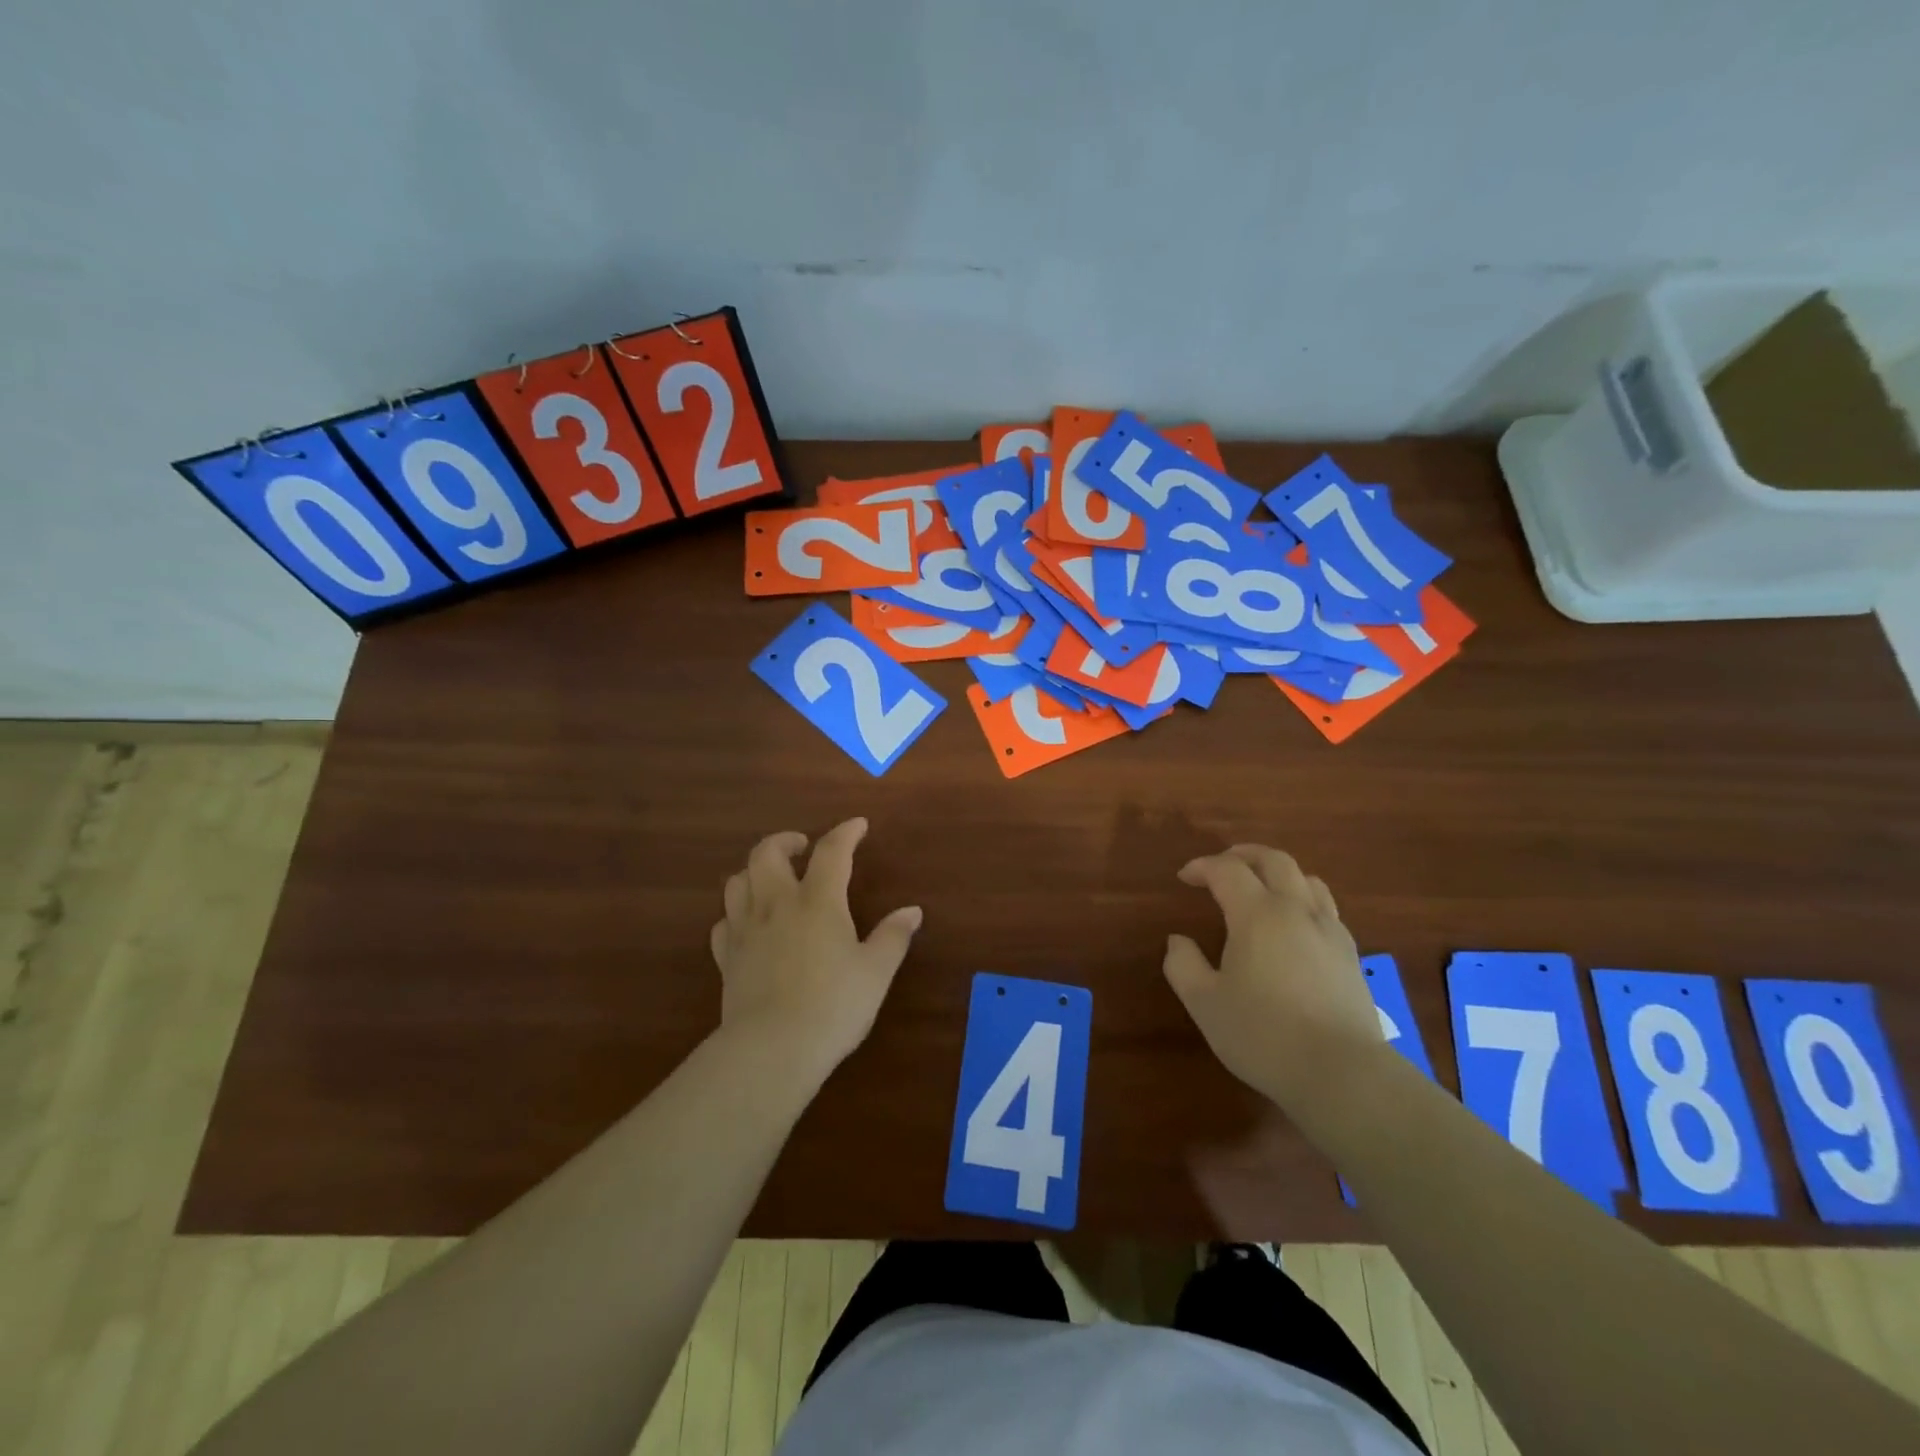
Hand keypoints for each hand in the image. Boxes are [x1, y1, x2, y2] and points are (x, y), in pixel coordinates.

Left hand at [711, 818, 921, 1076]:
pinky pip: (724, 923)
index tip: (858, 825)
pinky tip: (748, 924)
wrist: (773, 1049)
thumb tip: (912, 911)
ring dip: (754, 871)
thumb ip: (893, 937)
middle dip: (784, 841)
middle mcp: (777, 905)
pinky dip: (736, 914)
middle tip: (801, 847)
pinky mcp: (727, 959)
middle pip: (766, 853)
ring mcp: (746, 930)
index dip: (846, 833)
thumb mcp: (876, 972)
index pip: (831, 851)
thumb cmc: (834, 1006)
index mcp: (818, 901)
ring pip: (737, 881)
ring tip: (771, 880)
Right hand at [1164, 845, 1383, 1112]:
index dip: (1202, 866)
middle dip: (1244, 855)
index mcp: (1257, 914)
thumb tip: (1178, 941)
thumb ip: (1183, 965)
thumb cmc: (1264, 1035)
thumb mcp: (1205, 1003)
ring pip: (1308, 879)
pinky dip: (1303, 900)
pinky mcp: (1351, 955)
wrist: (1342, 1074)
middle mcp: (1297, 910)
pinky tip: (1294, 926)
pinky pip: (1326, 908)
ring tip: (1261, 888)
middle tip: (1222, 865)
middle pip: (1274, 860)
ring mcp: (1330, 931)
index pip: (1227, 870)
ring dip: (1279, 873)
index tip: (1184, 878)